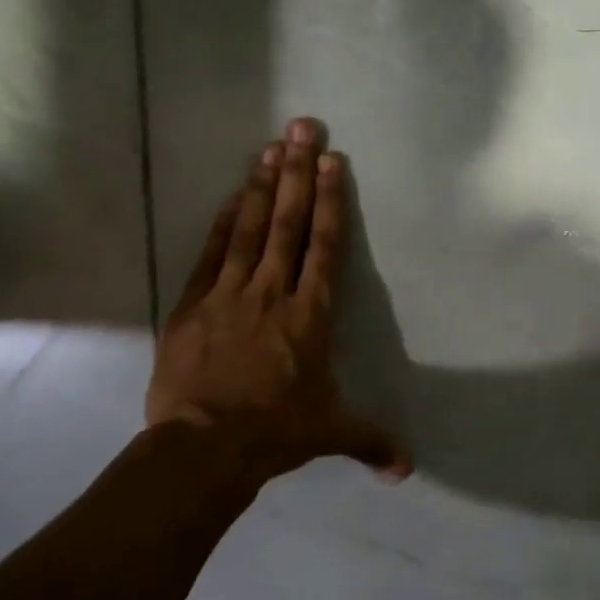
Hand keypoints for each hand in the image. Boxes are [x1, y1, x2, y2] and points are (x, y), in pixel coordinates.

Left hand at [147, 118, 410, 485]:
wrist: (205, 447)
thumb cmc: (276, 432)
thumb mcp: (331, 433)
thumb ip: (371, 442)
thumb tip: (406, 472)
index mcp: (311, 315)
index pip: (325, 246)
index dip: (329, 201)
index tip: (331, 161)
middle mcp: (274, 292)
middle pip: (288, 223)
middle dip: (297, 172)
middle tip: (302, 128)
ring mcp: (230, 294)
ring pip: (250, 228)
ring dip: (261, 184)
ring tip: (271, 146)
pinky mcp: (193, 304)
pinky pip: (212, 252)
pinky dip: (224, 221)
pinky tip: (232, 194)